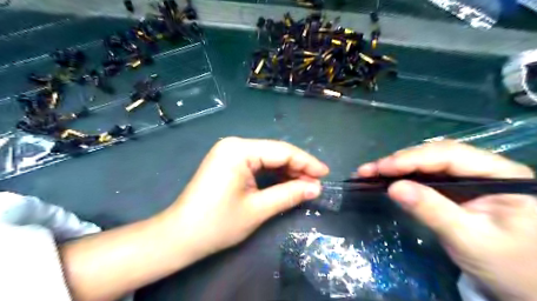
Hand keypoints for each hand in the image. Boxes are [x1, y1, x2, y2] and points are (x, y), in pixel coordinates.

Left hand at [160, 138, 326, 254]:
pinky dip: (273, 174)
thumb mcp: (258, 209)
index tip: (325, 174)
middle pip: (275, 152)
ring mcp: (229, 152)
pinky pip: (257, 163)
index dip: (306, 162)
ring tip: (305, 184)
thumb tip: (316, 188)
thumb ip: (289, 194)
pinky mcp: (228, 162)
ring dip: (287, 171)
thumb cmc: (218, 224)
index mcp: (239, 150)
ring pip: (267, 157)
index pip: (281, 151)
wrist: (180, 236)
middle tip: (316, 183)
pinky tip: (286, 182)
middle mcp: (234, 145)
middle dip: (297, 167)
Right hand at [356, 140, 536, 300]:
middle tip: (368, 170)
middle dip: (399, 161)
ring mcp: (467, 178)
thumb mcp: (469, 239)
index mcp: (500, 175)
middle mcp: (484, 169)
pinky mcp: (454, 189)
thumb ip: (432, 210)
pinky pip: (424, 176)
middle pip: (434, 154)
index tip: (382, 168)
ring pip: (426, 163)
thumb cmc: (507, 265)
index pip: (450, 155)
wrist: (523, 286)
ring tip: (370, 172)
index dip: (412, 158)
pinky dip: (402, 176)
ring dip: (396, 166)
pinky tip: (385, 177)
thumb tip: (393, 188)